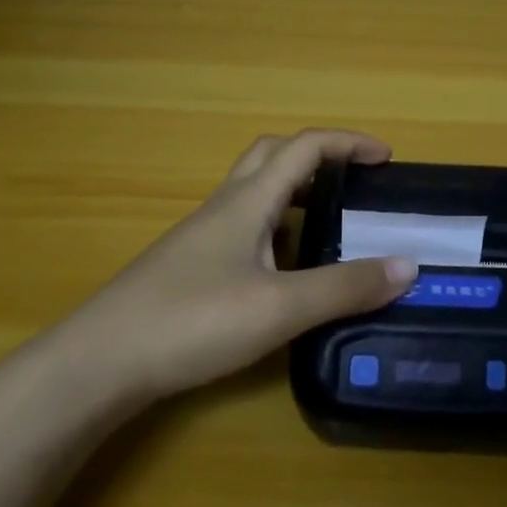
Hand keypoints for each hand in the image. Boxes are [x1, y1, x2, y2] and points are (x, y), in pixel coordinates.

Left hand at [67, 129, 417, 403]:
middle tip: (352, 182)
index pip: (305, 147)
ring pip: (254, 192)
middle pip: (273, 156)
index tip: (386, 159)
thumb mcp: (279, 308)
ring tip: (328, 224)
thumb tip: (408, 265)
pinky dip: (275, 228)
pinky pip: (242, 227)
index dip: (348, 143)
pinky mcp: (190, 268)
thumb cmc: (191, 321)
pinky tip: (284, 269)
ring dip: (294, 192)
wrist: (99, 363)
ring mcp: (202, 237)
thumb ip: (344, 287)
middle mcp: (224, 207)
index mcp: (248, 201)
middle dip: (318, 157)